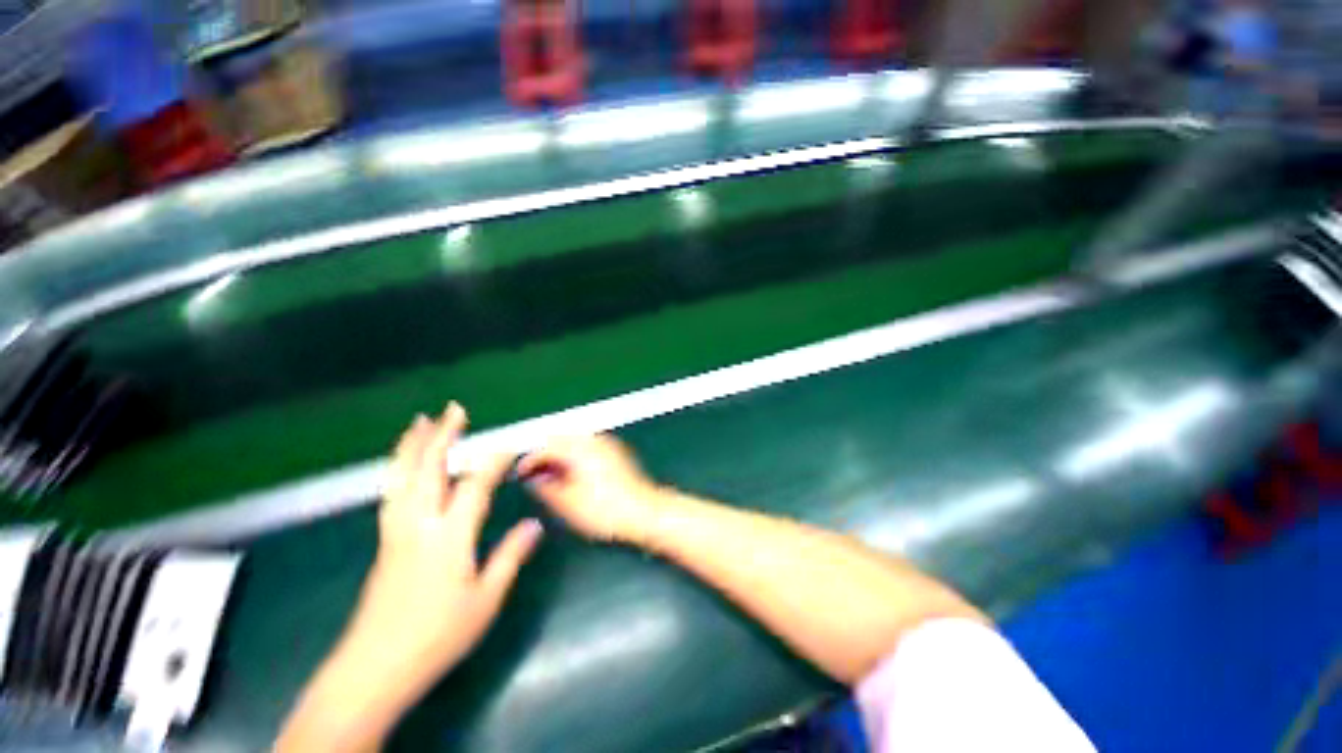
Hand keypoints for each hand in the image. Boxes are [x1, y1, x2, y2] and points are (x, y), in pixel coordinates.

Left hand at [353, 402, 542, 677]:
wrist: (374, 669)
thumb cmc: (437, 636)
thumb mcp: (486, 600)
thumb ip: (510, 556)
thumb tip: (535, 524)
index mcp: (449, 538)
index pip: (475, 486)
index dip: (494, 461)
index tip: (510, 444)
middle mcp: (419, 525)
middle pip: (428, 470)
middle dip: (442, 436)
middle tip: (454, 409)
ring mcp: (396, 532)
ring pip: (401, 478)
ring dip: (413, 446)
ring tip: (420, 423)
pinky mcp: (385, 543)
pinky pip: (391, 493)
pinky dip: (399, 469)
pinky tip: (404, 466)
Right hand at [518, 434, 663, 544]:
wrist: (645, 512)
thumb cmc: (605, 510)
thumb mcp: (568, 504)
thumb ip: (546, 487)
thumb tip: (534, 478)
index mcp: (580, 448)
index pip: (547, 445)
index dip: (530, 459)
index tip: (519, 473)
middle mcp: (594, 440)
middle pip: (562, 439)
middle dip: (546, 455)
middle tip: (534, 475)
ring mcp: (608, 445)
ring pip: (576, 443)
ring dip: (561, 455)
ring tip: (552, 477)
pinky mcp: (617, 453)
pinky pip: (589, 448)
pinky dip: (577, 457)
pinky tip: (574, 475)